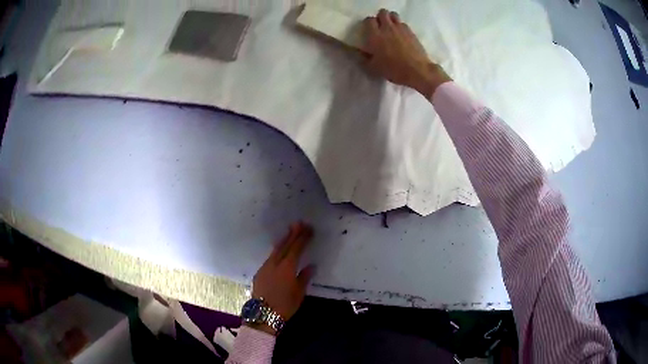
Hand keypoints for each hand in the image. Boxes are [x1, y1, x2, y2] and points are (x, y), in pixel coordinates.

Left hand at [249, 222, 315, 334]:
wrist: (263, 314)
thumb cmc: (285, 305)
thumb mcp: (299, 293)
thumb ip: (304, 277)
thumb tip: (311, 266)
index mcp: (287, 267)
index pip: (296, 248)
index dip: (302, 238)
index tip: (308, 228)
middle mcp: (275, 263)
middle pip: (285, 246)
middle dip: (293, 234)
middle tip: (299, 223)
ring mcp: (265, 267)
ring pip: (276, 250)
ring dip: (284, 240)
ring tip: (289, 232)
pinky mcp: (259, 272)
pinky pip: (270, 257)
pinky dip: (277, 250)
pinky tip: (279, 250)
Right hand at [363, 9, 451, 98]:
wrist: (417, 70)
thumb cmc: (393, 70)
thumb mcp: (373, 68)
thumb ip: (363, 58)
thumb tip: (357, 52)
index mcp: (375, 35)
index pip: (369, 20)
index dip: (368, 23)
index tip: (369, 29)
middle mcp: (387, 28)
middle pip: (382, 13)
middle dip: (380, 17)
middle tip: (380, 26)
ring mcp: (400, 28)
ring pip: (393, 15)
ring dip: (390, 18)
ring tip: (391, 27)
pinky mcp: (411, 32)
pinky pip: (403, 23)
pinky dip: (400, 26)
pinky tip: (401, 34)